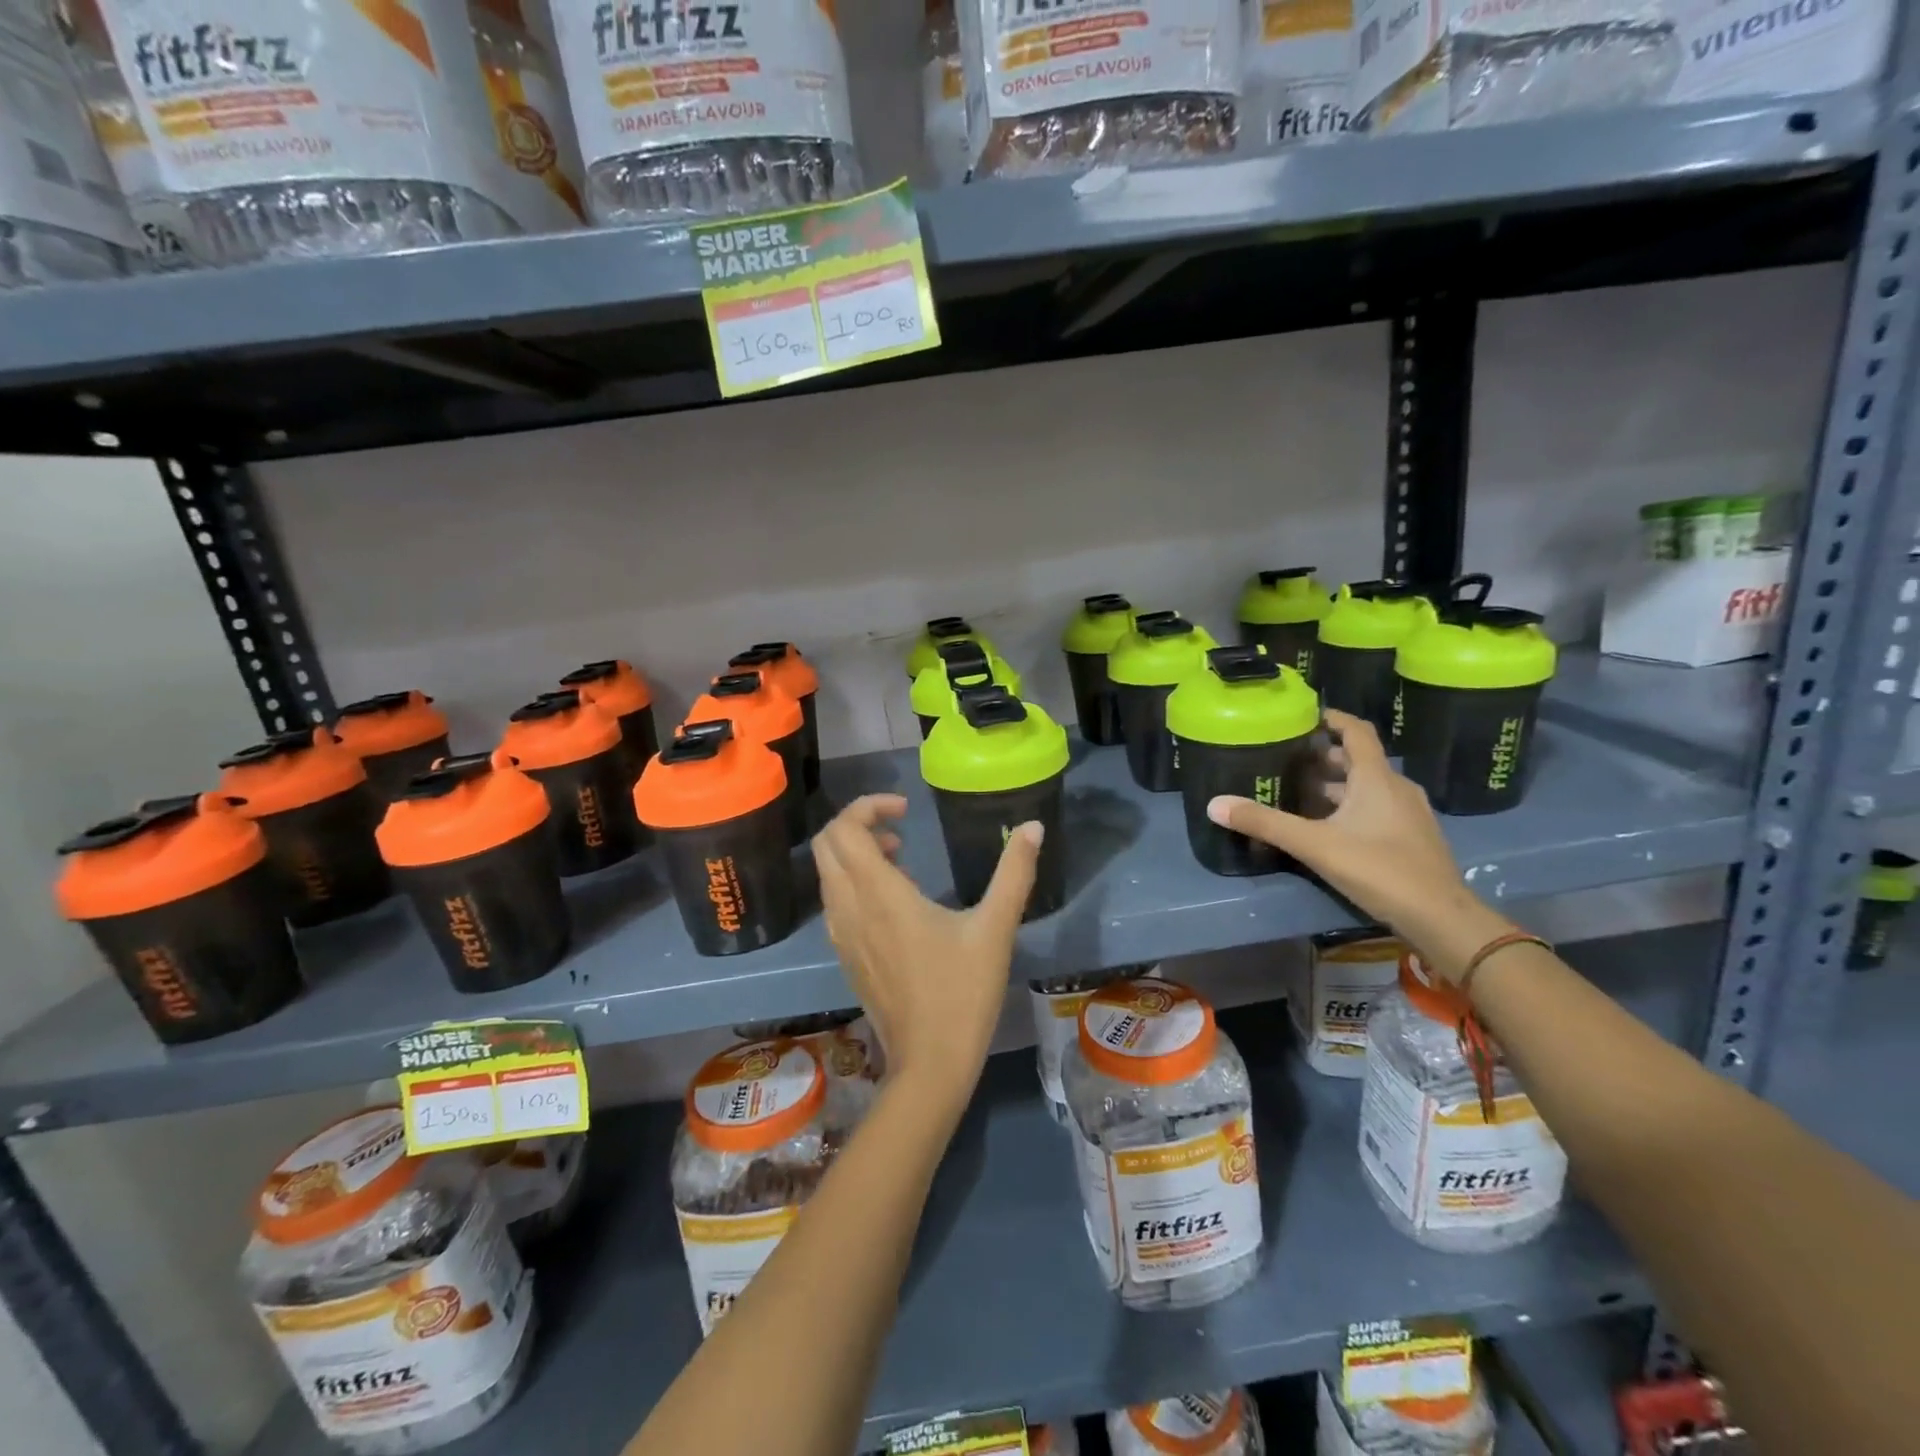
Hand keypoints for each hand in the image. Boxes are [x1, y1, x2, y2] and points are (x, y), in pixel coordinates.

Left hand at [812, 794, 1042, 1117]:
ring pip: (827, 874)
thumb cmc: (962, 992)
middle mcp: (849, 908)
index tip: (906, 809)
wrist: (930, 1063)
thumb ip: (1014, 873)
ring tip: (902, 860)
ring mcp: (841, 934)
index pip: (844, 829)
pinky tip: (895, 902)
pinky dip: (853, 882)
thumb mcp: (995, 928)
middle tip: (900, 830)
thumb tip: (1032, 826)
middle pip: (826, 845)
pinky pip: (835, 901)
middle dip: (856, 824)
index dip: (867, 806)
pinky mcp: (845, 955)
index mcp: (879, 894)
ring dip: (854, 854)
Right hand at [1206, 710, 1510, 980]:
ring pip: (1367, 787)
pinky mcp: (1412, 838)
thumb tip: (1215, 804)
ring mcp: (1409, 814)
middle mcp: (1396, 788)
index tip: (1306, 715)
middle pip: (1359, 761)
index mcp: (1376, 778)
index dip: (1333, 719)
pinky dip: (1350, 806)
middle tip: (1288, 758)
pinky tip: (1327, 826)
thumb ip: (1265, 823)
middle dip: (1325, 757)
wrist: (1439, 917)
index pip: (1357, 732)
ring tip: (1299, 792)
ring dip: (1336, 785)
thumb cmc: (1378, 868)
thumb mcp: (1314, 844)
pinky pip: (1377, 808)